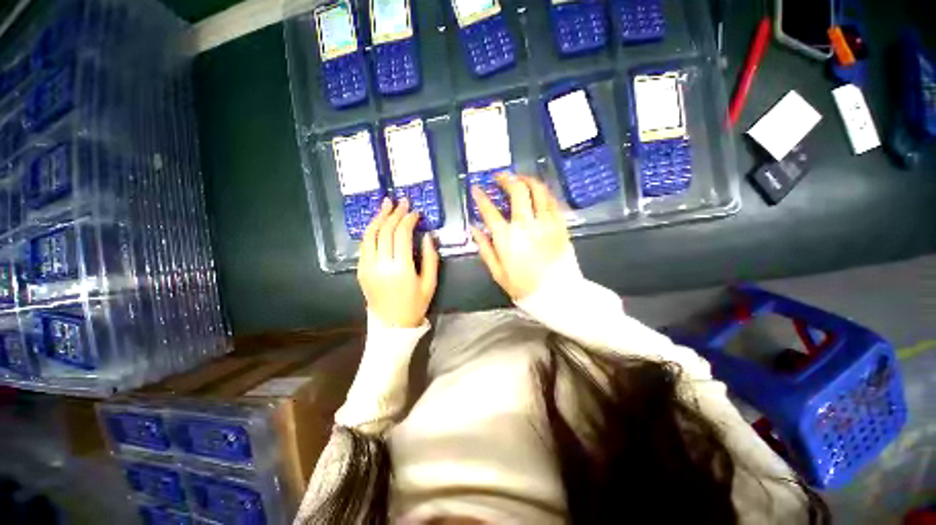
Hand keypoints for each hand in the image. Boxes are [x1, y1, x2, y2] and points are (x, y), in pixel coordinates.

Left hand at [358, 198, 438, 327]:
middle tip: (402, 201)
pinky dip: (371, 231)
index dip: (408, 219)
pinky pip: (364, 246)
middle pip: (386, 231)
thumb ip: (431, 258)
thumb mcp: (430, 283)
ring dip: (379, 217)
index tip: (416, 212)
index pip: (402, 234)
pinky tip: (378, 223)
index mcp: (401, 269)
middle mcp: (381, 265)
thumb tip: (427, 235)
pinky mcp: (361, 271)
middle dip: (394, 213)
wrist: (392, 325)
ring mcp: (367, 267)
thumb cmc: (415, 305)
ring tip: (386, 204)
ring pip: (370, 235)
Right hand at [471, 175, 570, 300]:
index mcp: (507, 238)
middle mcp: (526, 225)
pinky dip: (543, 192)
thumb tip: (474, 229)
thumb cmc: (523, 286)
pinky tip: (537, 192)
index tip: (476, 188)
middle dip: (506, 179)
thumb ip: (484, 248)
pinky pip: (552, 201)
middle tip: (499, 177)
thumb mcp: (497, 272)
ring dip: (527, 180)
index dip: (480, 197)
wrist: (557, 293)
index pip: (489, 210)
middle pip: (517, 191)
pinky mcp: (561, 225)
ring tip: (520, 179)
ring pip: (538, 190)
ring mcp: (546, 223)